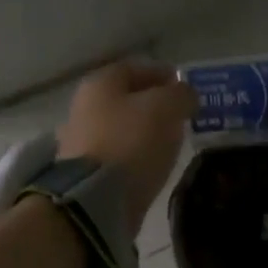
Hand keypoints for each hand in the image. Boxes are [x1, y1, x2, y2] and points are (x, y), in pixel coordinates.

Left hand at [58, 60, 195, 227]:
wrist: (96, 199)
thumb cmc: (132, 142)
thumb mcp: (166, 108)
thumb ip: (180, 95)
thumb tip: (186, 95)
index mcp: (100, 83)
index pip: (134, 68)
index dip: (162, 73)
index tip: (185, 86)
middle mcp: (84, 107)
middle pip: (125, 99)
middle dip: (153, 104)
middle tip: (181, 116)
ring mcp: (81, 142)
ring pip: (121, 128)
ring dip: (145, 132)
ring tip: (170, 142)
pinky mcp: (86, 174)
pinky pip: (117, 156)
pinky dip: (135, 156)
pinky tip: (152, 165)